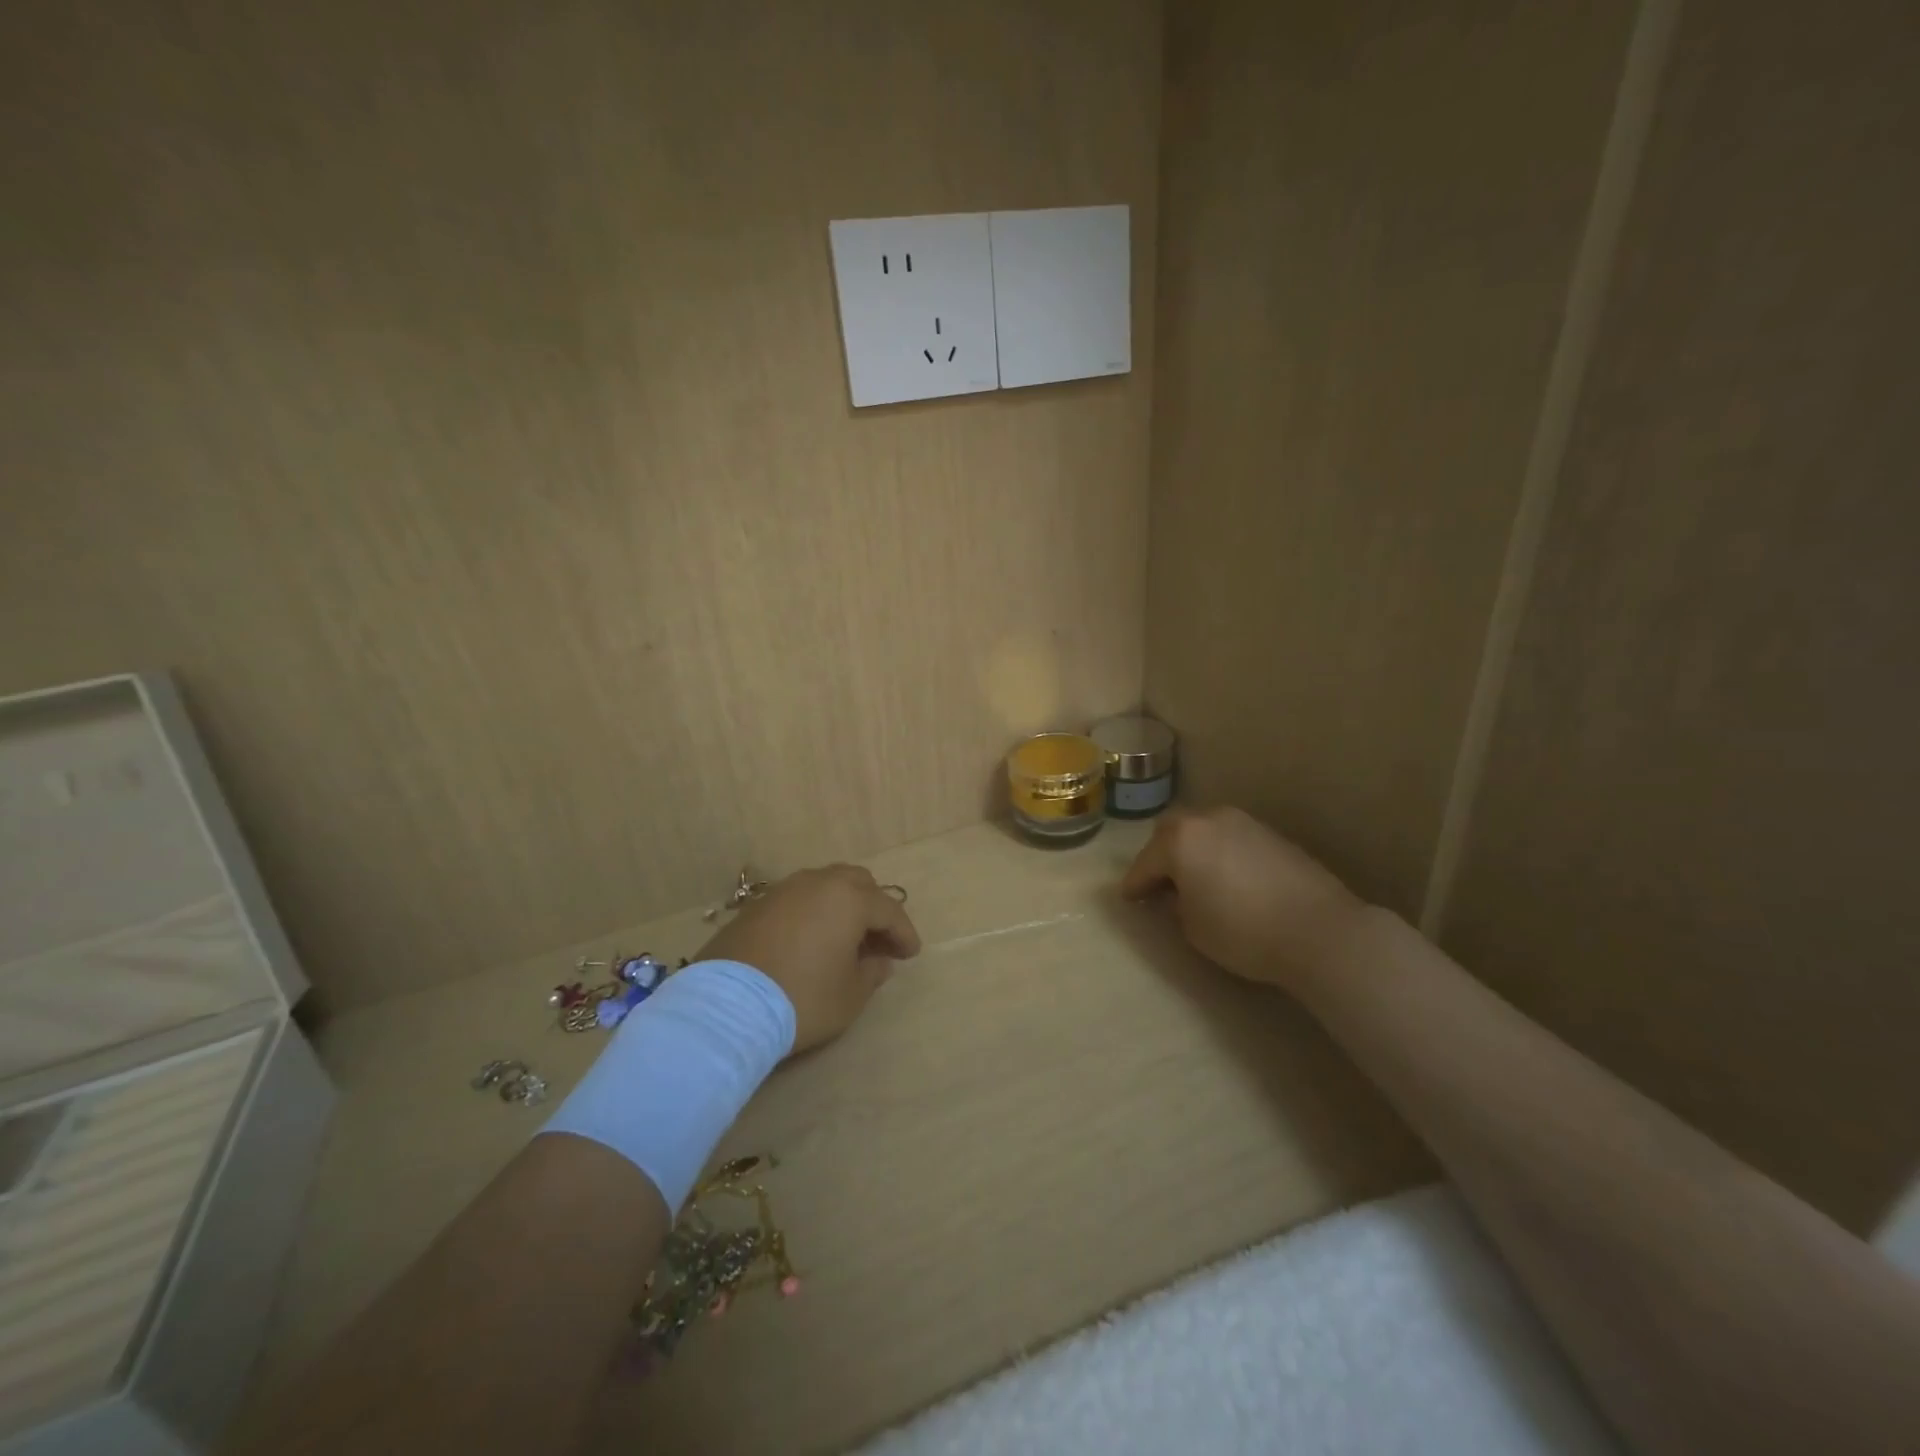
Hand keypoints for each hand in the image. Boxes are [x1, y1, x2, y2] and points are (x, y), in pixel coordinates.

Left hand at [694, 865, 920, 1053]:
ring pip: (825, 885)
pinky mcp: (756, 906)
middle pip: (857, 883)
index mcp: (849, 899)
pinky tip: (811, 939)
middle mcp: (818, 883)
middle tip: (879, 940)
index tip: (910, 954)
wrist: (727, 1006)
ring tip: (845, 938)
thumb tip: (878, 960)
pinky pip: (798, 900)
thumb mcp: (850, 995)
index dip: (904, 933)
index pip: (889, 910)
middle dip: (874, 908)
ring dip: (842, 906)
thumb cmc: (802, 998)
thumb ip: (871, 973)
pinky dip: (813, 913)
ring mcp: (783, 891)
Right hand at [1120, 806, 1365, 992]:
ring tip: (1196, 880)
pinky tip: (1228, 879)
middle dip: (1161, 856)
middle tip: (1160, 884)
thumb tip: (1177, 894)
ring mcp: (1244, 823)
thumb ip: (1175, 904)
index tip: (1128, 899)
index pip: (1145, 862)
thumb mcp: (1193, 928)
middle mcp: (1209, 819)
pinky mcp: (1273, 835)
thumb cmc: (1243, 931)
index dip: (1134, 884)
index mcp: (1181, 839)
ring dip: (1194, 851)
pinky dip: (1221, 854)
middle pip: (1172, 832)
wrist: (1320, 931)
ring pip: (1205, 831)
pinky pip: (1232, 839)